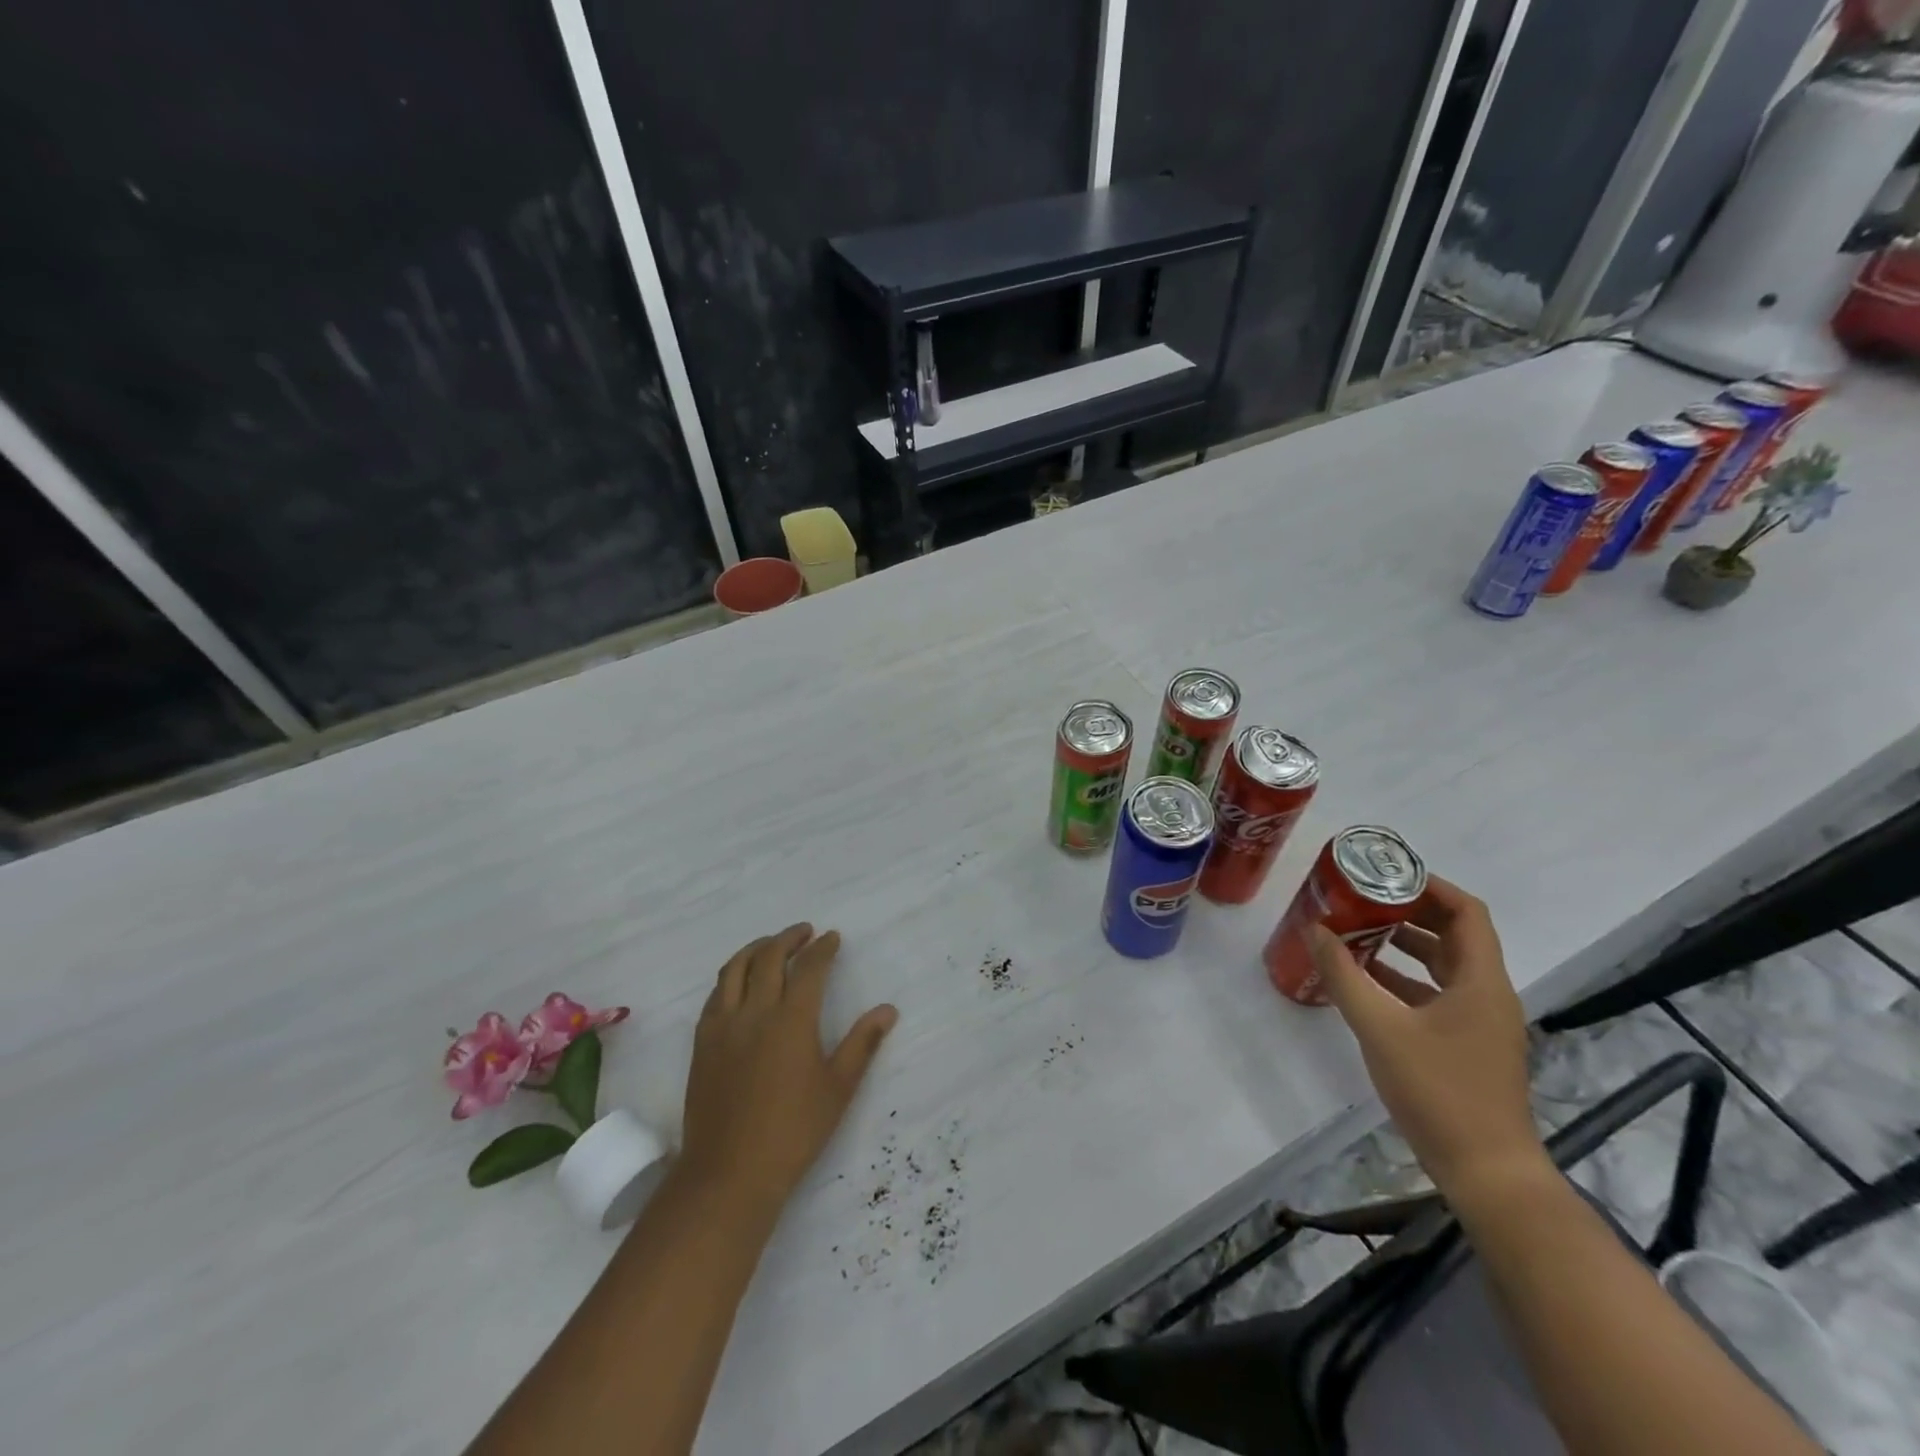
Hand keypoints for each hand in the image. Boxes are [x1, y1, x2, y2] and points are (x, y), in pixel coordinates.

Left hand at [680, 924, 897, 1217]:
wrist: (728, 1174)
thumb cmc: (793, 1132)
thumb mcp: (838, 1089)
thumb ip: (861, 1044)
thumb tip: (888, 1010)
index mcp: (791, 1020)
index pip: (809, 968)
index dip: (822, 949)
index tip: (832, 938)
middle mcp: (754, 1012)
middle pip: (768, 957)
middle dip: (788, 938)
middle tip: (804, 933)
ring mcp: (723, 1026)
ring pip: (735, 969)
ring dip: (756, 948)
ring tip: (770, 945)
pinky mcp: (702, 1043)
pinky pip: (715, 995)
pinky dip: (731, 976)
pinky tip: (739, 983)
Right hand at [1309, 876, 1545, 1198]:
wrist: (1487, 1172)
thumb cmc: (1439, 1092)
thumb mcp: (1381, 1028)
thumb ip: (1345, 976)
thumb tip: (1316, 930)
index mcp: (1480, 981)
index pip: (1466, 912)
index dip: (1430, 886)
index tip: (1385, 873)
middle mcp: (1488, 993)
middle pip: (1454, 934)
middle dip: (1408, 911)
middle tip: (1362, 898)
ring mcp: (1480, 1021)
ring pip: (1443, 965)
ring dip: (1404, 944)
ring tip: (1356, 931)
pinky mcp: (1468, 1044)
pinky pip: (1436, 993)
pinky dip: (1404, 978)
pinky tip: (1365, 980)